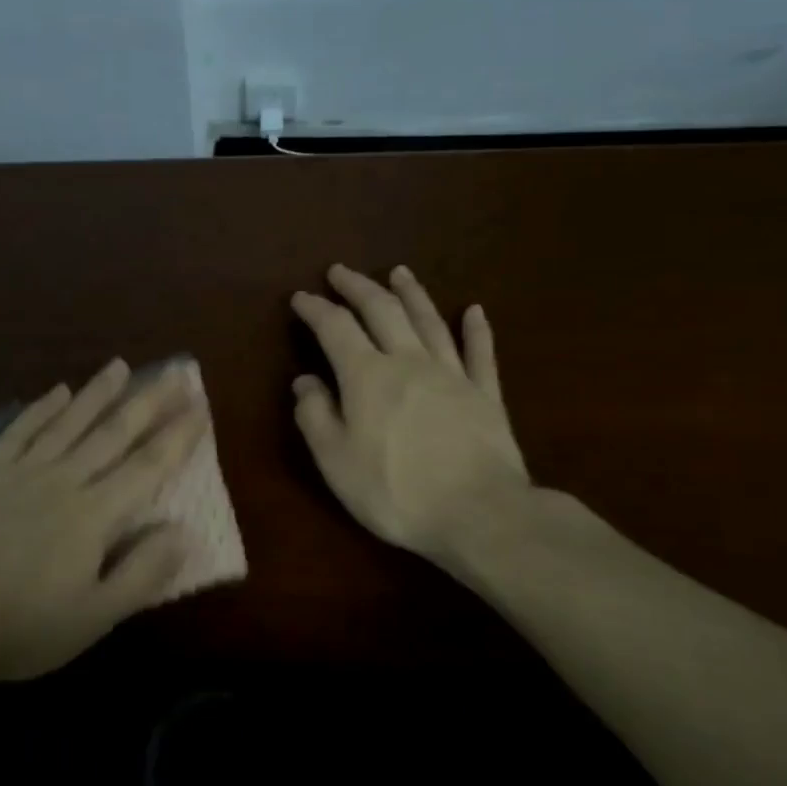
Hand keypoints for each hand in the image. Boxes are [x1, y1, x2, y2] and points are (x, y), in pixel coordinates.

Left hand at [0, 359, 207, 684]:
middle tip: (173, 374)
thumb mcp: (96, 617)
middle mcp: (63, 480)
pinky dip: (42, 408)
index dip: (177, 436)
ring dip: (98, 392)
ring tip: (120, 366)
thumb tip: (183, 531)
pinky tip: (59, 392)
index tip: (199, 405)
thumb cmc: (26, 628)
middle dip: (147, 402)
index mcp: (94, 514)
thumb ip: (143, 572)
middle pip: (113, 433)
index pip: (147, 466)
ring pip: (69, 422)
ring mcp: (21, 471)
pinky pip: (21, 430)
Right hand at [291, 265, 530, 565]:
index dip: (315, 309)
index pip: (335, 328)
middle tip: (340, 271)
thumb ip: (315, 415)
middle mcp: (408, 361)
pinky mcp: (486, 396)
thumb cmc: (395, 491)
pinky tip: (474, 311)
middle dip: (358, 287)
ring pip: (429, 322)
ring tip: (398, 272)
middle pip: (382, 311)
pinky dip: (476, 330)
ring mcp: (452, 375)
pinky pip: (480, 354)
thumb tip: (305, 381)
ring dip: (411, 294)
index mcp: (367, 375)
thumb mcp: (335, 460)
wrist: (480, 514)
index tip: (300, 297)